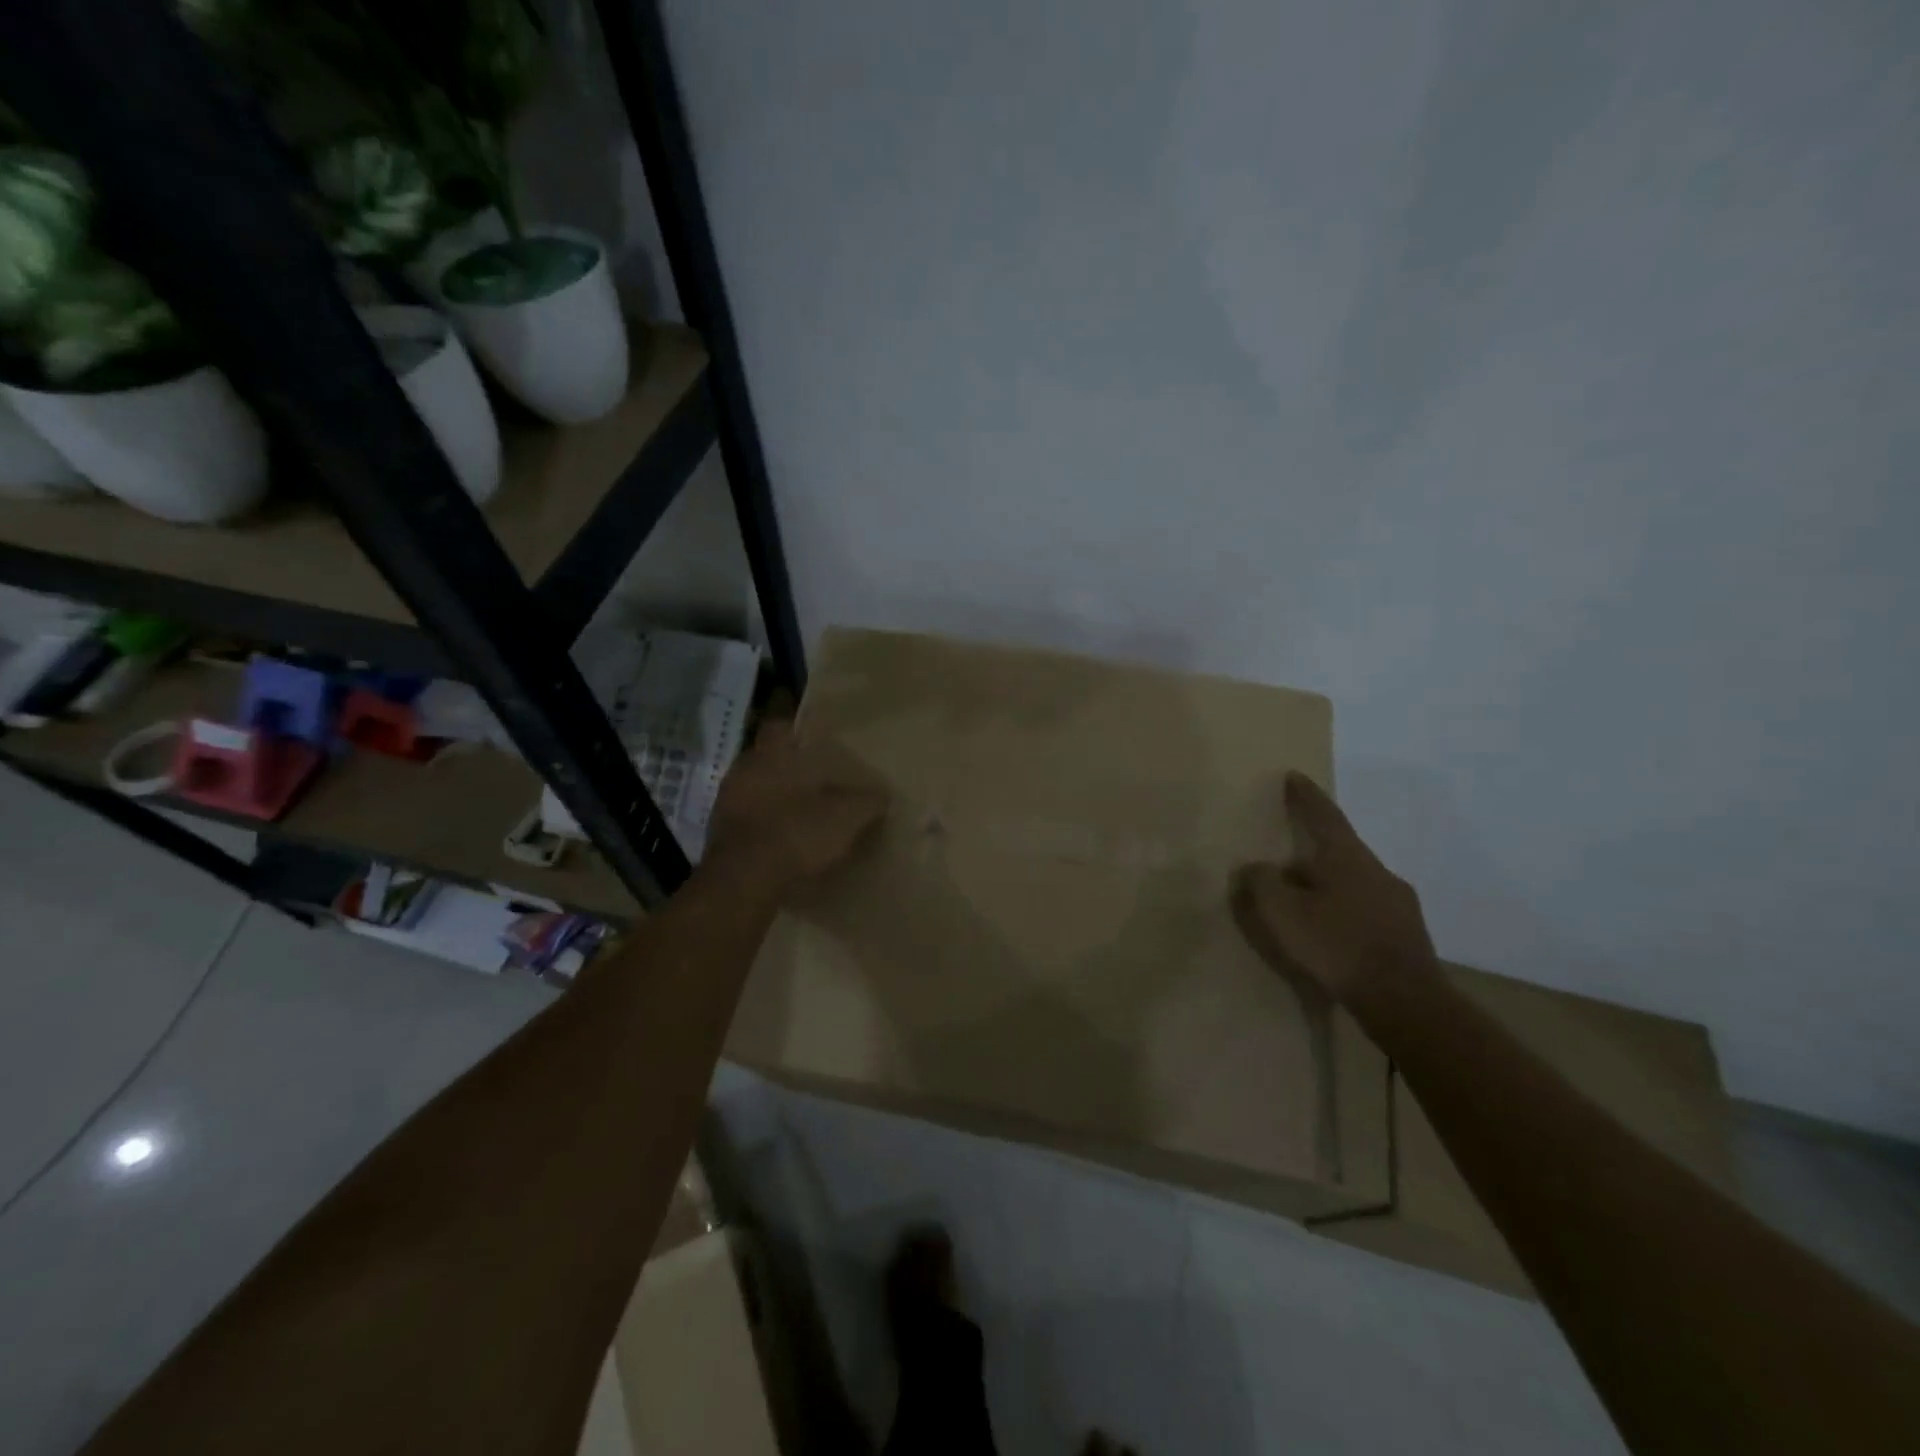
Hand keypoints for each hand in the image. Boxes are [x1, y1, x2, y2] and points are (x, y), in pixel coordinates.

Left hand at [707, 717, 889, 894]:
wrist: (744, 882)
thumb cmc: (795, 833)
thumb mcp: (846, 817)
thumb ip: (867, 802)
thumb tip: (883, 796)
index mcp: (770, 755)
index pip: (780, 726)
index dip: (797, 730)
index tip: (815, 738)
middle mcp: (743, 771)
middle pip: (766, 759)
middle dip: (788, 768)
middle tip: (816, 778)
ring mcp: (725, 804)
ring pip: (754, 790)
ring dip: (774, 799)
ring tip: (802, 812)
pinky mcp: (719, 836)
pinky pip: (747, 821)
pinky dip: (763, 827)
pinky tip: (784, 841)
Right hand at [1232, 772, 1438, 1004]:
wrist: (1405, 1001)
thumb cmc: (1337, 946)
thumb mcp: (1282, 912)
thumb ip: (1262, 883)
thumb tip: (1255, 867)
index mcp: (1346, 857)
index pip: (1323, 816)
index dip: (1306, 796)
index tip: (1294, 776)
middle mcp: (1377, 870)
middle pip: (1339, 850)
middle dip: (1312, 851)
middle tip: (1286, 859)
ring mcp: (1398, 902)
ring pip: (1354, 881)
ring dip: (1328, 884)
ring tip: (1304, 902)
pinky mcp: (1407, 933)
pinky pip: (1366, 909)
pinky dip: (1344, 910)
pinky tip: (1332, 932)